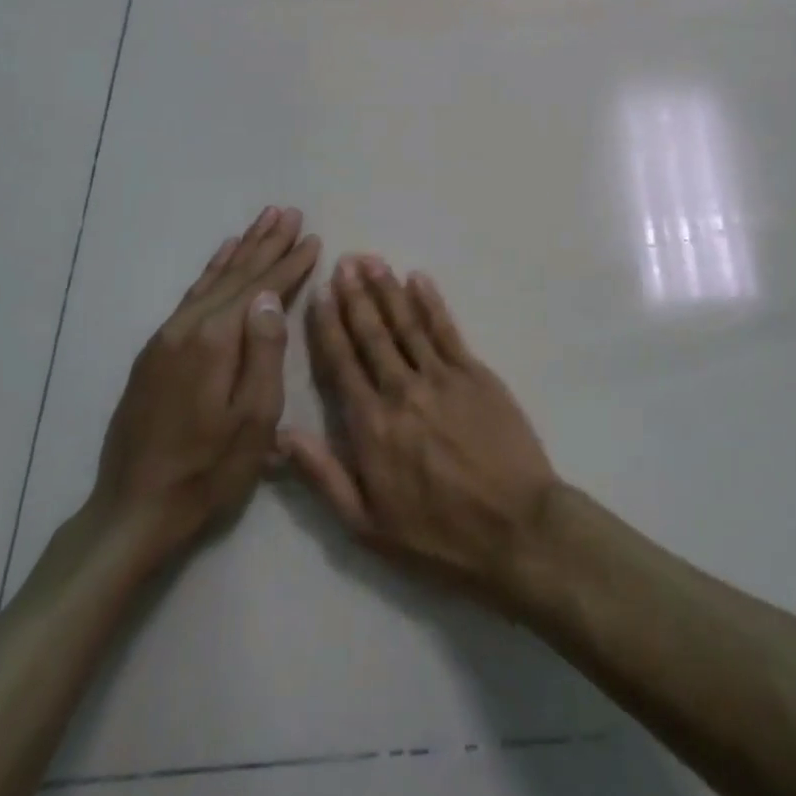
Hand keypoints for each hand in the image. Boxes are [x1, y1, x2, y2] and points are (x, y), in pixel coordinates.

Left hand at [91, 206, 319, 565]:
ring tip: (260, 223)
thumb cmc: (208, 470)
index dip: (289, 262)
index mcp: (214, 341)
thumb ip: (265, 352)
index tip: (312, 236)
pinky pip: (191, 297)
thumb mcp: (254, 418)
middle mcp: (186, 328)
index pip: (260, 287)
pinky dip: (211, 273)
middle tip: (287, 212)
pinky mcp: (154, 354)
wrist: (133, 511)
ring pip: (210, 281)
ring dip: (239, 251)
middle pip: (234, 275)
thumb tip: (271, 296)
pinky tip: (220, 261)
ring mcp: (165, 339)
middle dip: (265, 243)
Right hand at [280, 256, 560, 603]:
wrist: (514, 527)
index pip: (341, 363)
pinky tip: (418, 280)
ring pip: (407, 323)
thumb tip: (281, 435)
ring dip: (387, 289)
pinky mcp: (476, 373)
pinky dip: (431, 302)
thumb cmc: (438, 534)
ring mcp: (442, 377)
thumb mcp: (366, 524)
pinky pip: (447, 330)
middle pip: (372, 334)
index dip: (328, 325)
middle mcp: (401, 391)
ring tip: (371, 261)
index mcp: (370, 425)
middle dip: (355, 295)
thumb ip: (322, 475)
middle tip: (343, 261)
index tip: (319, 293)